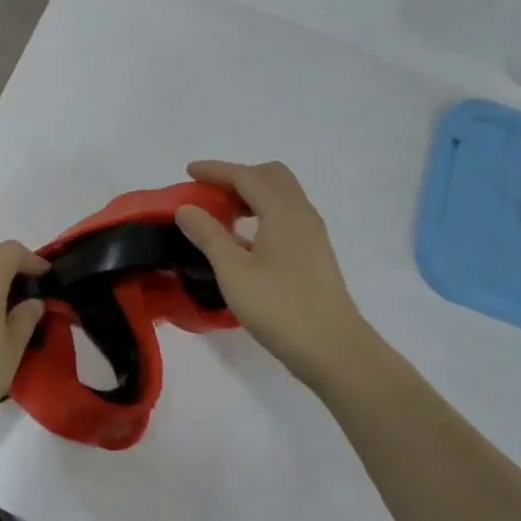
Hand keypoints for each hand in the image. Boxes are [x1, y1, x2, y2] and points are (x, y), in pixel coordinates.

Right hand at [175, 160, 372, 391]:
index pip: (245, 175)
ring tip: (224, 216)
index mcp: (283, 211)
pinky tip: (246, 241)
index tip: (189, 171)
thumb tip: (186, 209)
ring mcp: (313, 234)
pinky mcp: (316, 253)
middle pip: (270, 176)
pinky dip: (264, 212)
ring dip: (252, 194)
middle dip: (238, 177)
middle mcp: (302, 213)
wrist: (335, 350)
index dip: (215, 170)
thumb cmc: (280, 308)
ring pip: (282, 195)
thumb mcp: (233, 272)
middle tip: (210, 194)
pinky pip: (287, 214)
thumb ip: (208, 236)